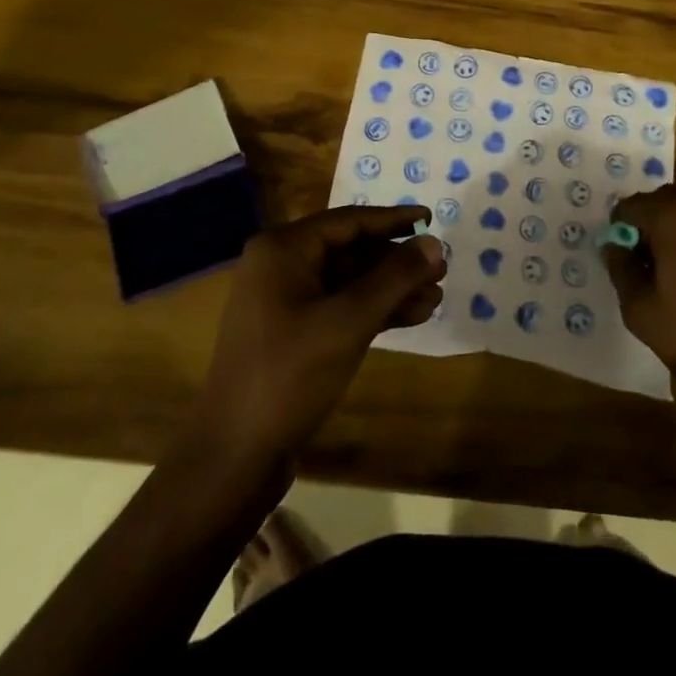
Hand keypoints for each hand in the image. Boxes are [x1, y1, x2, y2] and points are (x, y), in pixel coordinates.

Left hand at [195, 205, 445, 462]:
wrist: (234, 456)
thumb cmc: (289, 375)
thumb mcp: (348, 321)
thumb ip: (394, 278)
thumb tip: (435, 244)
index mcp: (283, 249)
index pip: (349, 221)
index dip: (393, 220)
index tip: (431, 218)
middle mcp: (280, 266)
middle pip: (350, 251)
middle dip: (396, 261)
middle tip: (440, 269)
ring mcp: (284, 301)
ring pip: (349, 282)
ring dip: (390, 289)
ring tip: (435, 298)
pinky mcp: (292, 333)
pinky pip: (340, 307)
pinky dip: (373, 311)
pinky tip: (412, 317)